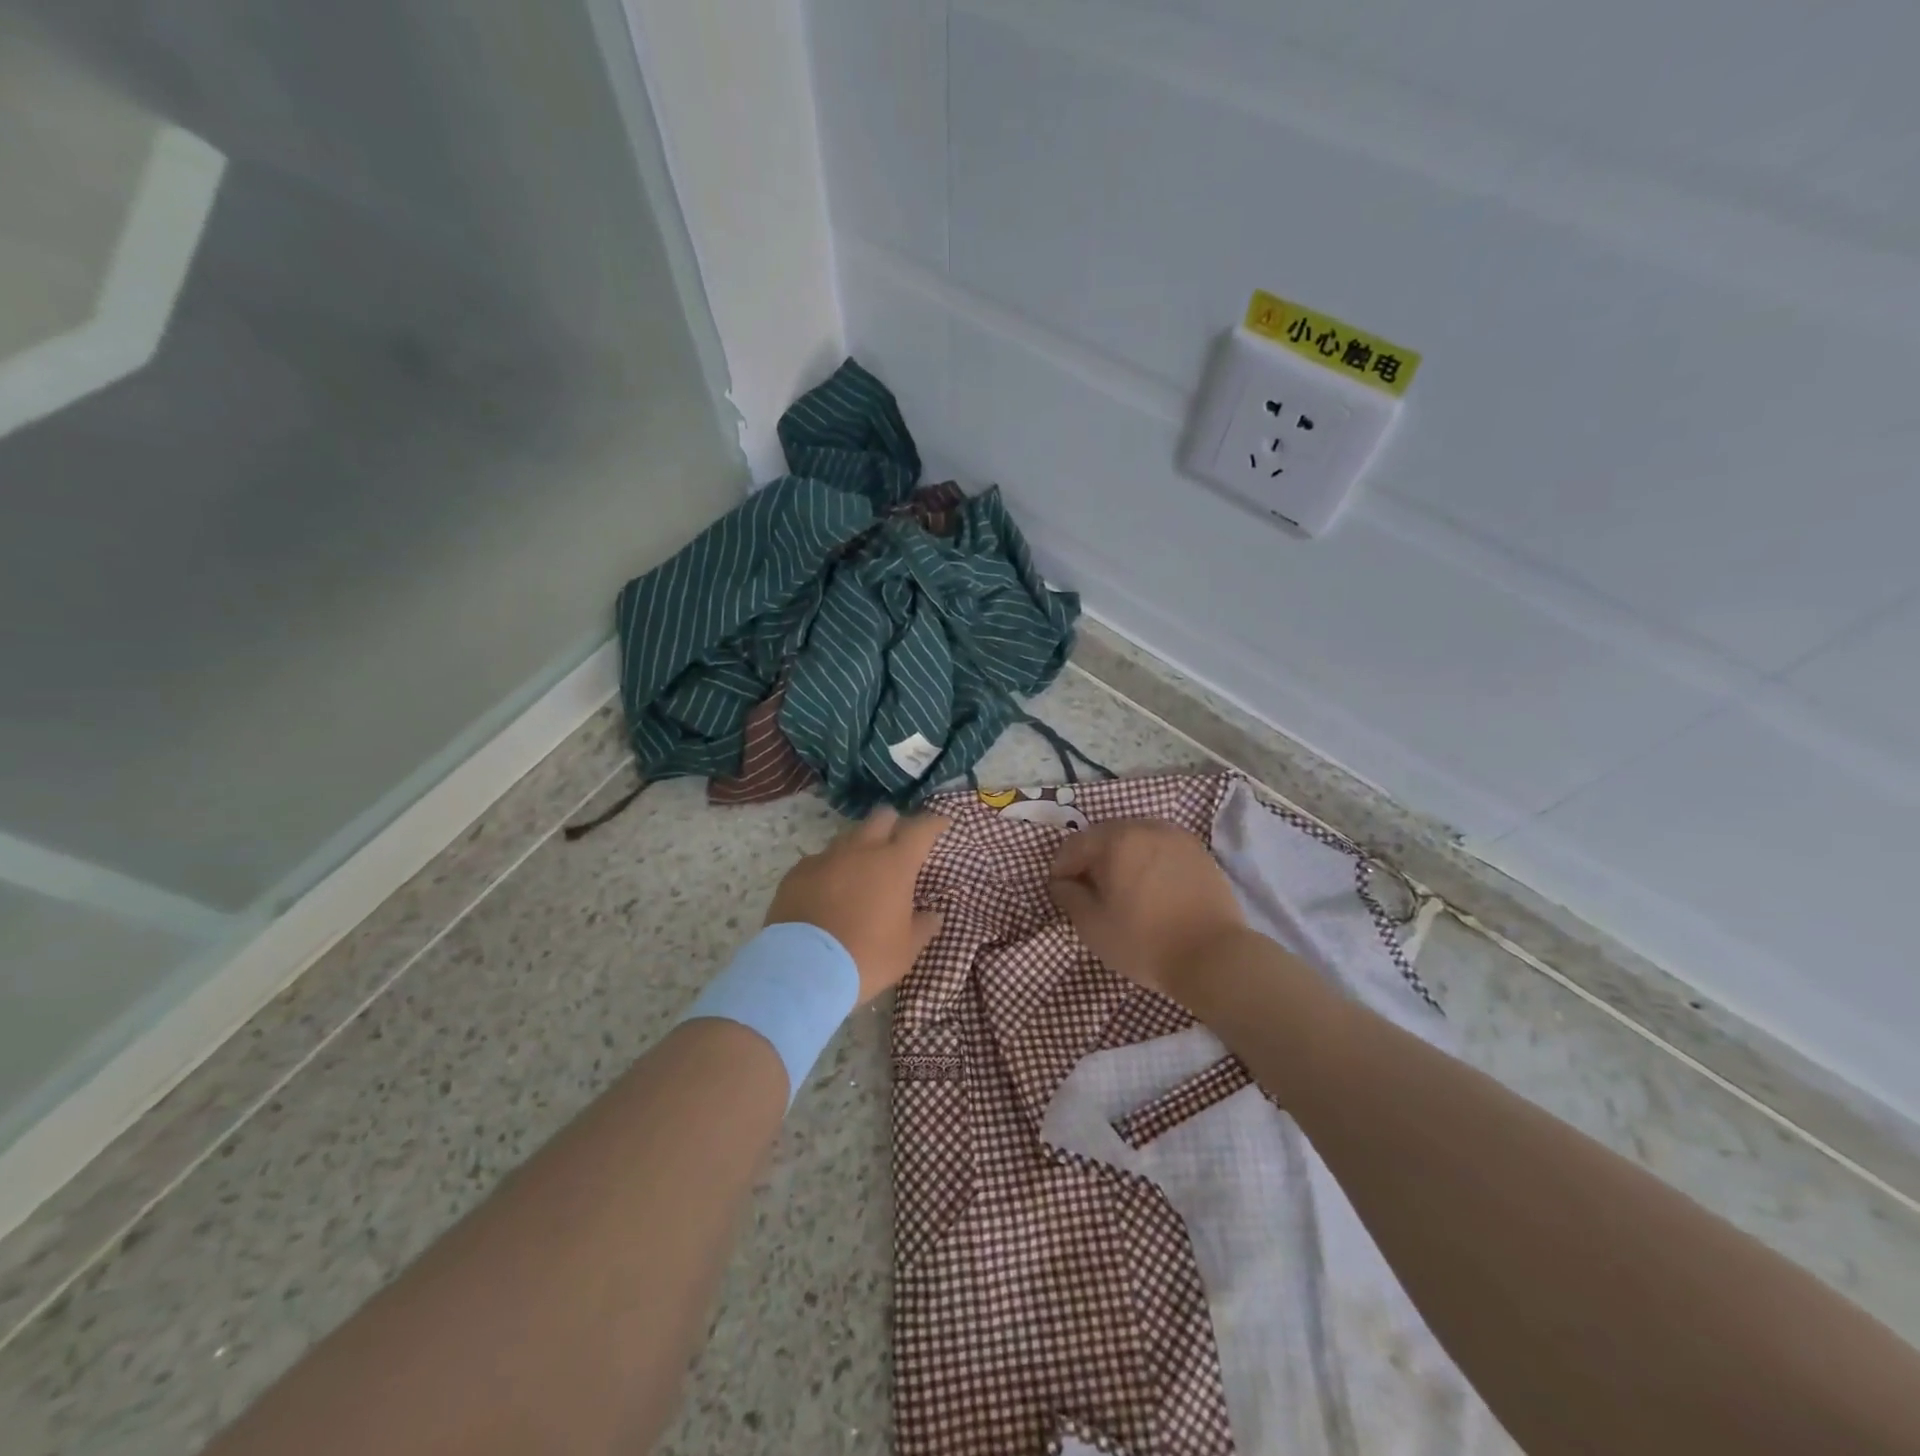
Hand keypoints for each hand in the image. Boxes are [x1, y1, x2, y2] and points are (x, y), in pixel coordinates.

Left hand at [766, 807, 948, 1004]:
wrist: (803, 969)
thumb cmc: (866, 957)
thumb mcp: (906, 950)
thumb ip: (923, 926)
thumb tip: (933, 915)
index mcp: (895, 864)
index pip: (921, 829)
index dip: (933, 823)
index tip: (942, 823)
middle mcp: (861, 850)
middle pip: (882, 817)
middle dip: (894, 823)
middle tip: (898, 842)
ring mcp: (826, 858)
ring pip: (849, 836)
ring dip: (861, 846)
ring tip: (862, 869)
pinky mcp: (798, 872)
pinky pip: (820, 860)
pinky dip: (830, 869)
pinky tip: (828, 889)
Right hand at [1048, 819, 1247, 1004]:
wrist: (1214, 956)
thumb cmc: (1145, 942)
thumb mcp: (1092, 926)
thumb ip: (1069, 896)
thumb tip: (1062, 882)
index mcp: (1115, 839)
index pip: (1074, 845)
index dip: (1062, 868)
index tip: (1061, 892)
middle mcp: (1145, 827)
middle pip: (1105, 836)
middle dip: (1092, 859)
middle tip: (1090, 891)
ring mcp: (1176, 837)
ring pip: (1135, 840)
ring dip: (1121, 858)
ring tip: (1122, 889)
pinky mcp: (1199, 852)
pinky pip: (1161, 849)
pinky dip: (1148, 862)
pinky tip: (1151, 889)